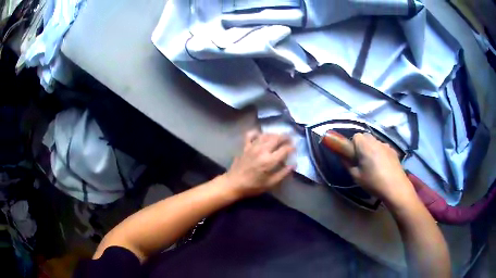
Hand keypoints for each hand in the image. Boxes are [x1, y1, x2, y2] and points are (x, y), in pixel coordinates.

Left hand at [225, 130, 294, 197]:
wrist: (233, 184)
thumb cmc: (253, 186)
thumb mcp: (270, 183)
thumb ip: (283, 173)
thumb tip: (293, 164)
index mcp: (269, 160)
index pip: (284, 149)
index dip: (292, 147)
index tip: (295, 148)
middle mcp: (262, 150)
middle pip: (276, 138)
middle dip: (285, 137)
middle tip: (290, 138)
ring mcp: (252, 147)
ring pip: (266, 135)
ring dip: (274, 134)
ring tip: (279, 136)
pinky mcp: (245, 146)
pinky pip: (250, 135)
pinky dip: (256, 132)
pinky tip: (260, 134)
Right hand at [347, 133, 415, 204]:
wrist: (395, 187)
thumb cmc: (374, 182)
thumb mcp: (356, 176)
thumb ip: (348, 164)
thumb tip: (343, 157)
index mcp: (365, 145)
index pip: (355, 136)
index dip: (353, 145)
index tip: (353, 157)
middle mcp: (376, 141)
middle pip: (365, 137)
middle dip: (362, 145)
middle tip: (362, 160)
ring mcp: (386, 145)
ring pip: (375, 142)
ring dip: (372, 149)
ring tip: (373, 164)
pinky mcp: (393, 151)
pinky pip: (383, 148)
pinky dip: (380, 153)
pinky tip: (383, 166)